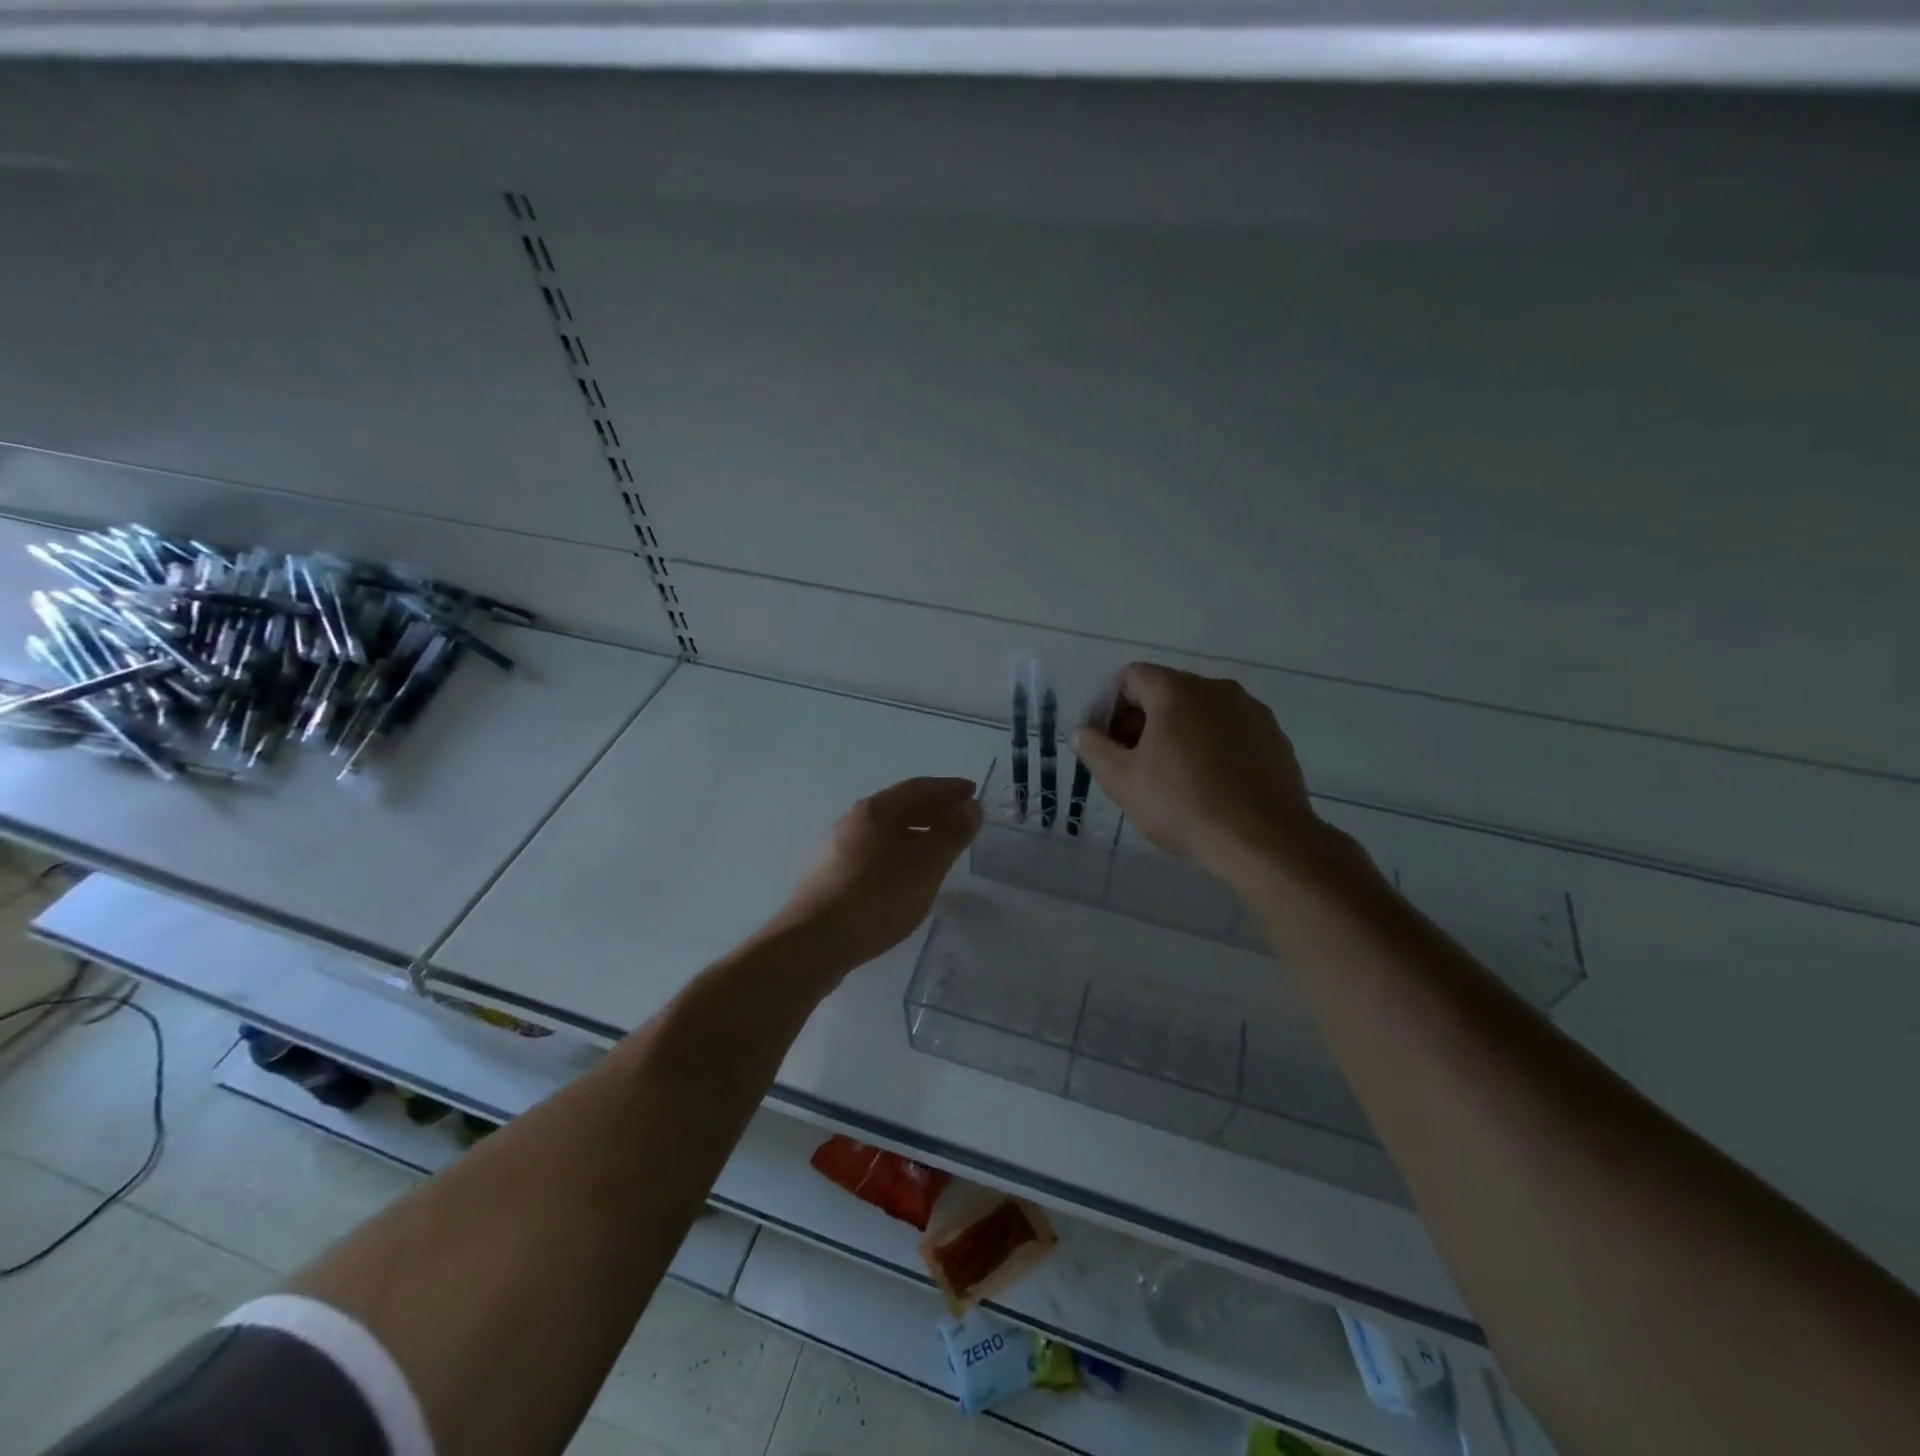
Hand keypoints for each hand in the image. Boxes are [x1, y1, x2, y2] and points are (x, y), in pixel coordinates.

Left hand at [767, 776, 982, 976]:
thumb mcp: (925, 866)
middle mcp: (855, 822)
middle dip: (935, 809)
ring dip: (919, 832)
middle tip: (963, 818)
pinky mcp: (836, 877)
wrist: (813, 943)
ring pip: (889, 832)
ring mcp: (842, 850)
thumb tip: (971, 808)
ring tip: (943, 848)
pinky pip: (879, 853)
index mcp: (875, 811)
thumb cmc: (876, 897)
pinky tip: (911, 875)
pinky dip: (903, 852)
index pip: (918, 788)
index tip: (973, 792)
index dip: (949, 789)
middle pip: (901, 807)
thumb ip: (952, 834)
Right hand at [1071, 665, 1323, 882]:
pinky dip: (1212, 745)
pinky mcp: (1275, 737)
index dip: (1109, 705)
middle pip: (1167, 691)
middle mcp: (1217, 689)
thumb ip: (1095, 749)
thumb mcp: (1122, 781)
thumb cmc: (1182, 805)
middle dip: (1142, 720)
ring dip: (1178, 732)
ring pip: (1201, 711)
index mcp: (1177, 691)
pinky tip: (1209, 783)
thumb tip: (1082, 731)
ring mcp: (1252, 711)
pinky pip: (1231, 730)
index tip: (1105, 741)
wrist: (1262, 840)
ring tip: (1170, 775)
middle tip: (1130, 761)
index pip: (1131, 677)